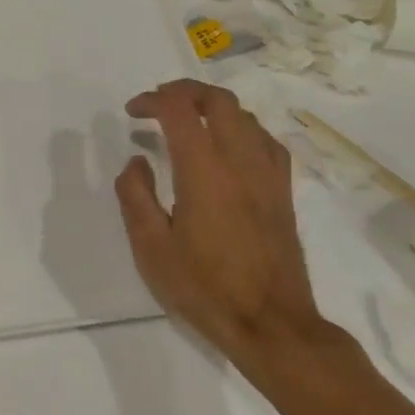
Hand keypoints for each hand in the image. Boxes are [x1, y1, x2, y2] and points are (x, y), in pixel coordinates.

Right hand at [115, 80, 330, 365]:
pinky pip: (266, 141)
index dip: (152, 100)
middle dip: (185, 91)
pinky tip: (230, 146)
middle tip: (159, 102)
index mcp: (204, 171)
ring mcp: (268, 176)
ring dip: (213, 107)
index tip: (132, 111)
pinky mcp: (283, 193)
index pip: (179, 110)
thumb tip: (136, 161)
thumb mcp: (150, 247)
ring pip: (246, 116)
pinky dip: (242, 128)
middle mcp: (240, 162)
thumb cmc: (204, 287)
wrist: (271, 324)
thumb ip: (136, 196)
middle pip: (219, 101)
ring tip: (188, 120)